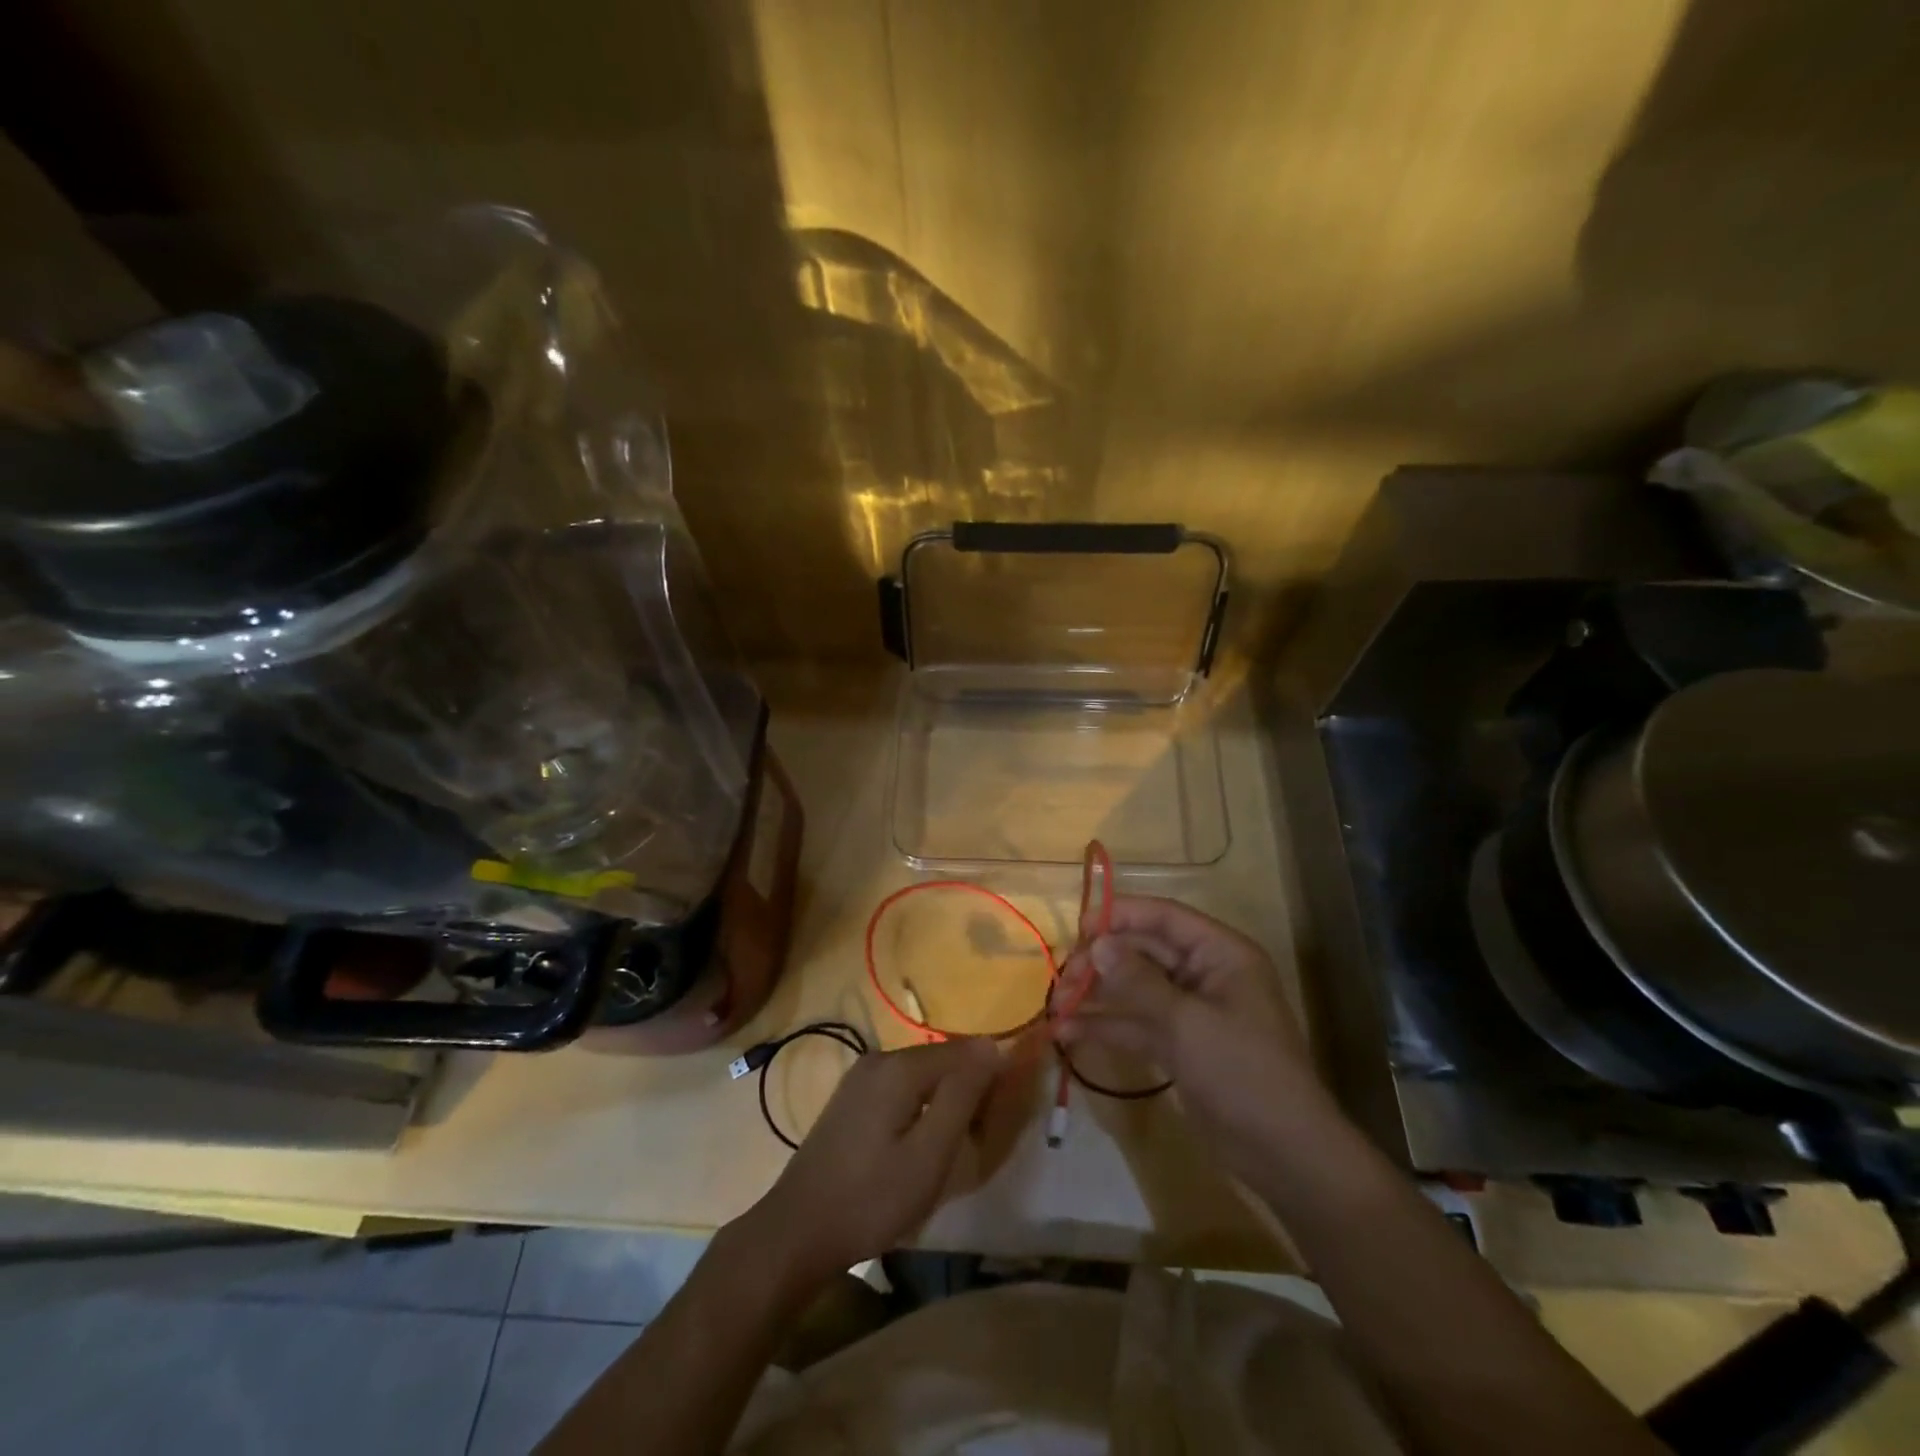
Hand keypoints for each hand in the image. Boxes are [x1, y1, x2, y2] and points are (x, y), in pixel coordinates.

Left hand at [742, 1038, 1002, 1292]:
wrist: (797, 1231)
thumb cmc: (871, 1199)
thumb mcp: (929, 1155)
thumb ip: (963, 1095)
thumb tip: (993, 1046)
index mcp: (899, 1067)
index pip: (965, 1050)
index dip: (991, 1075)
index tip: (1002, 1116)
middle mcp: (880, 1058)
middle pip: (942, 1059)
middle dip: (968, 1089)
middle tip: (976, 1139)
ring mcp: (861, 1076)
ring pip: (923, 1074)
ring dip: (946, 1099)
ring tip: (951, 1147)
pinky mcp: (852, 1097)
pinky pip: (902, 1087)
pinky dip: (922, 1105)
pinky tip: (919, 1143)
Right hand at [1056, 896, 1341, 1186]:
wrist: (1283, 1153)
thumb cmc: (1242, 1071)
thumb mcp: (1186, 1022)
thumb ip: (1137, 981)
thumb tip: (1097, 943)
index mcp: (1220, 954)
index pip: (1164, 917)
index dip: (1121, 916)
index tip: (1078, 927)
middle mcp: (1205, 974)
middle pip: (1143, 951)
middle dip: (1101, 961)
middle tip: (1062, 978)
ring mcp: (1190, 1011)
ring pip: (1134, 988)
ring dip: (1096, 994)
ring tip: (1054, 1005)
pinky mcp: (1179, 1045)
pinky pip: (1136, 1024)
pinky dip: (1106, 1026)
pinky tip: (1068, 1033)